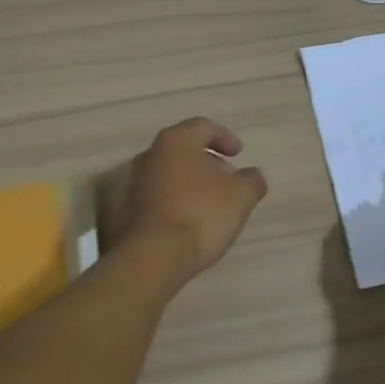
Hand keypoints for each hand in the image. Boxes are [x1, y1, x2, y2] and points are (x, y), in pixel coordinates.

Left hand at [123, 118, 268, 277]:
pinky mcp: (132, 209)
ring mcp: (137, 182)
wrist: (154, 256)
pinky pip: (162, 194)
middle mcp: (151, 155)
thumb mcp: (241, 195)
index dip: (225, 137)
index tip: (239, 154)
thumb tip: (253, 175)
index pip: (203, 127)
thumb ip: (252, 180)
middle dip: (210, 161)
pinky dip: (180, 198)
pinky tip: (195, 219)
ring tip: (215, 202)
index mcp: (176, 141)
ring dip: (194, 181)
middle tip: (229, 178)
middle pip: (185, 149)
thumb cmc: (201, 214)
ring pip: (172, 172)